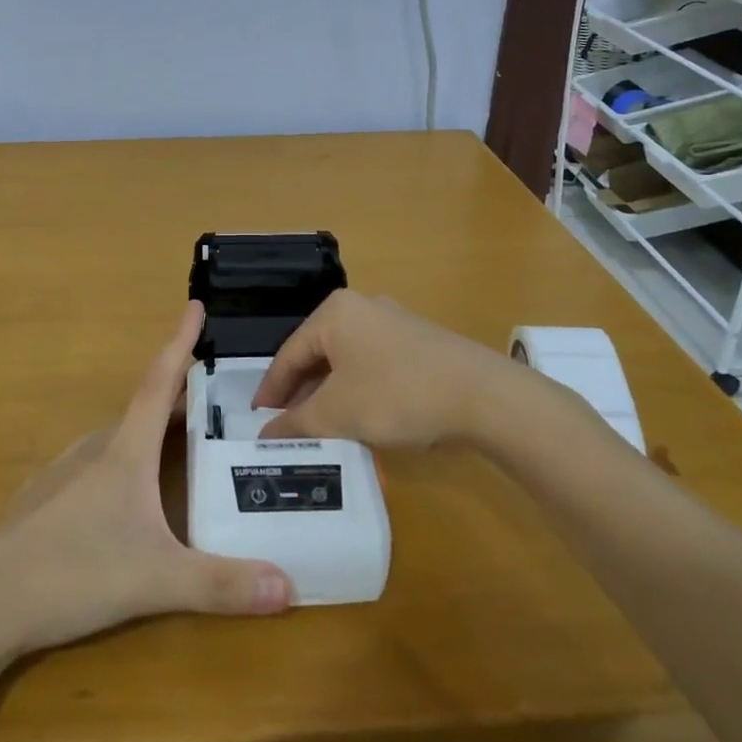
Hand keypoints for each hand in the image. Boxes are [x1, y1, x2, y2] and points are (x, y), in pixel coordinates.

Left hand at [0, 303, 292, 661]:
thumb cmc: (73, 573)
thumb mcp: (156, 580)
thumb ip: (222, 584)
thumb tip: (289, 587)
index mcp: (124, 451)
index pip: (159, 381)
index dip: (179, 342)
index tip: (193, 305)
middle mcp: (93, 449)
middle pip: (143, 410)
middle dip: (177, 397)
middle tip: (213, 399)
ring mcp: (63, 473)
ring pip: (117, 439)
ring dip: (149, 431)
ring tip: (177, 444)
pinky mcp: (43, 500)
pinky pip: (95, 466)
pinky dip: (123, 462)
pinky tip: (126, 497)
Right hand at [253, 290, 517, 446]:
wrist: (482, 395)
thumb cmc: (397, 394)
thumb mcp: (338, 413)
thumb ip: (297, 423)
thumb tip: (266, 434)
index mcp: (334, 313)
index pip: (289, 353)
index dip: (272, 390)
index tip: (258, 420)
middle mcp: (360, 307)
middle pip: (317, 353)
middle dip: (301, 392)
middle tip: (288, 426)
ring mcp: (392, 322)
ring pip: (345, 360)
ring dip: (330, 394)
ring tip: (321, 426)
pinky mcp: (417, 340)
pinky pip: (371, 363)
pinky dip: (357, 389)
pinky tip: (361, 416)